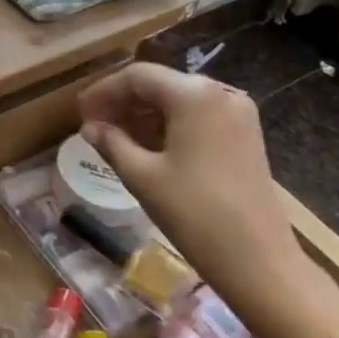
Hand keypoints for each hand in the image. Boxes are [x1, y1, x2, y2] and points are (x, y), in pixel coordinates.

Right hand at [78, 63, 338, 337]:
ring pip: (179, 101)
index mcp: (194, 95)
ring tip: (115, 139)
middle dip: (123, 103)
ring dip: (144, 115)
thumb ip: (111, 143)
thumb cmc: (194, 213)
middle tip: (94, 127)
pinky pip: (198, 117)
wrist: (258, 260)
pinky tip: (148, 147)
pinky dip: (169, 126)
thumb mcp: (141, 175)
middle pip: (160, 85)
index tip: (79, 113)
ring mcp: (238, 114)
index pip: (137, 77)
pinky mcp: (245, 136)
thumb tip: (90, 128)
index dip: (103, 92)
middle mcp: (220, 93)